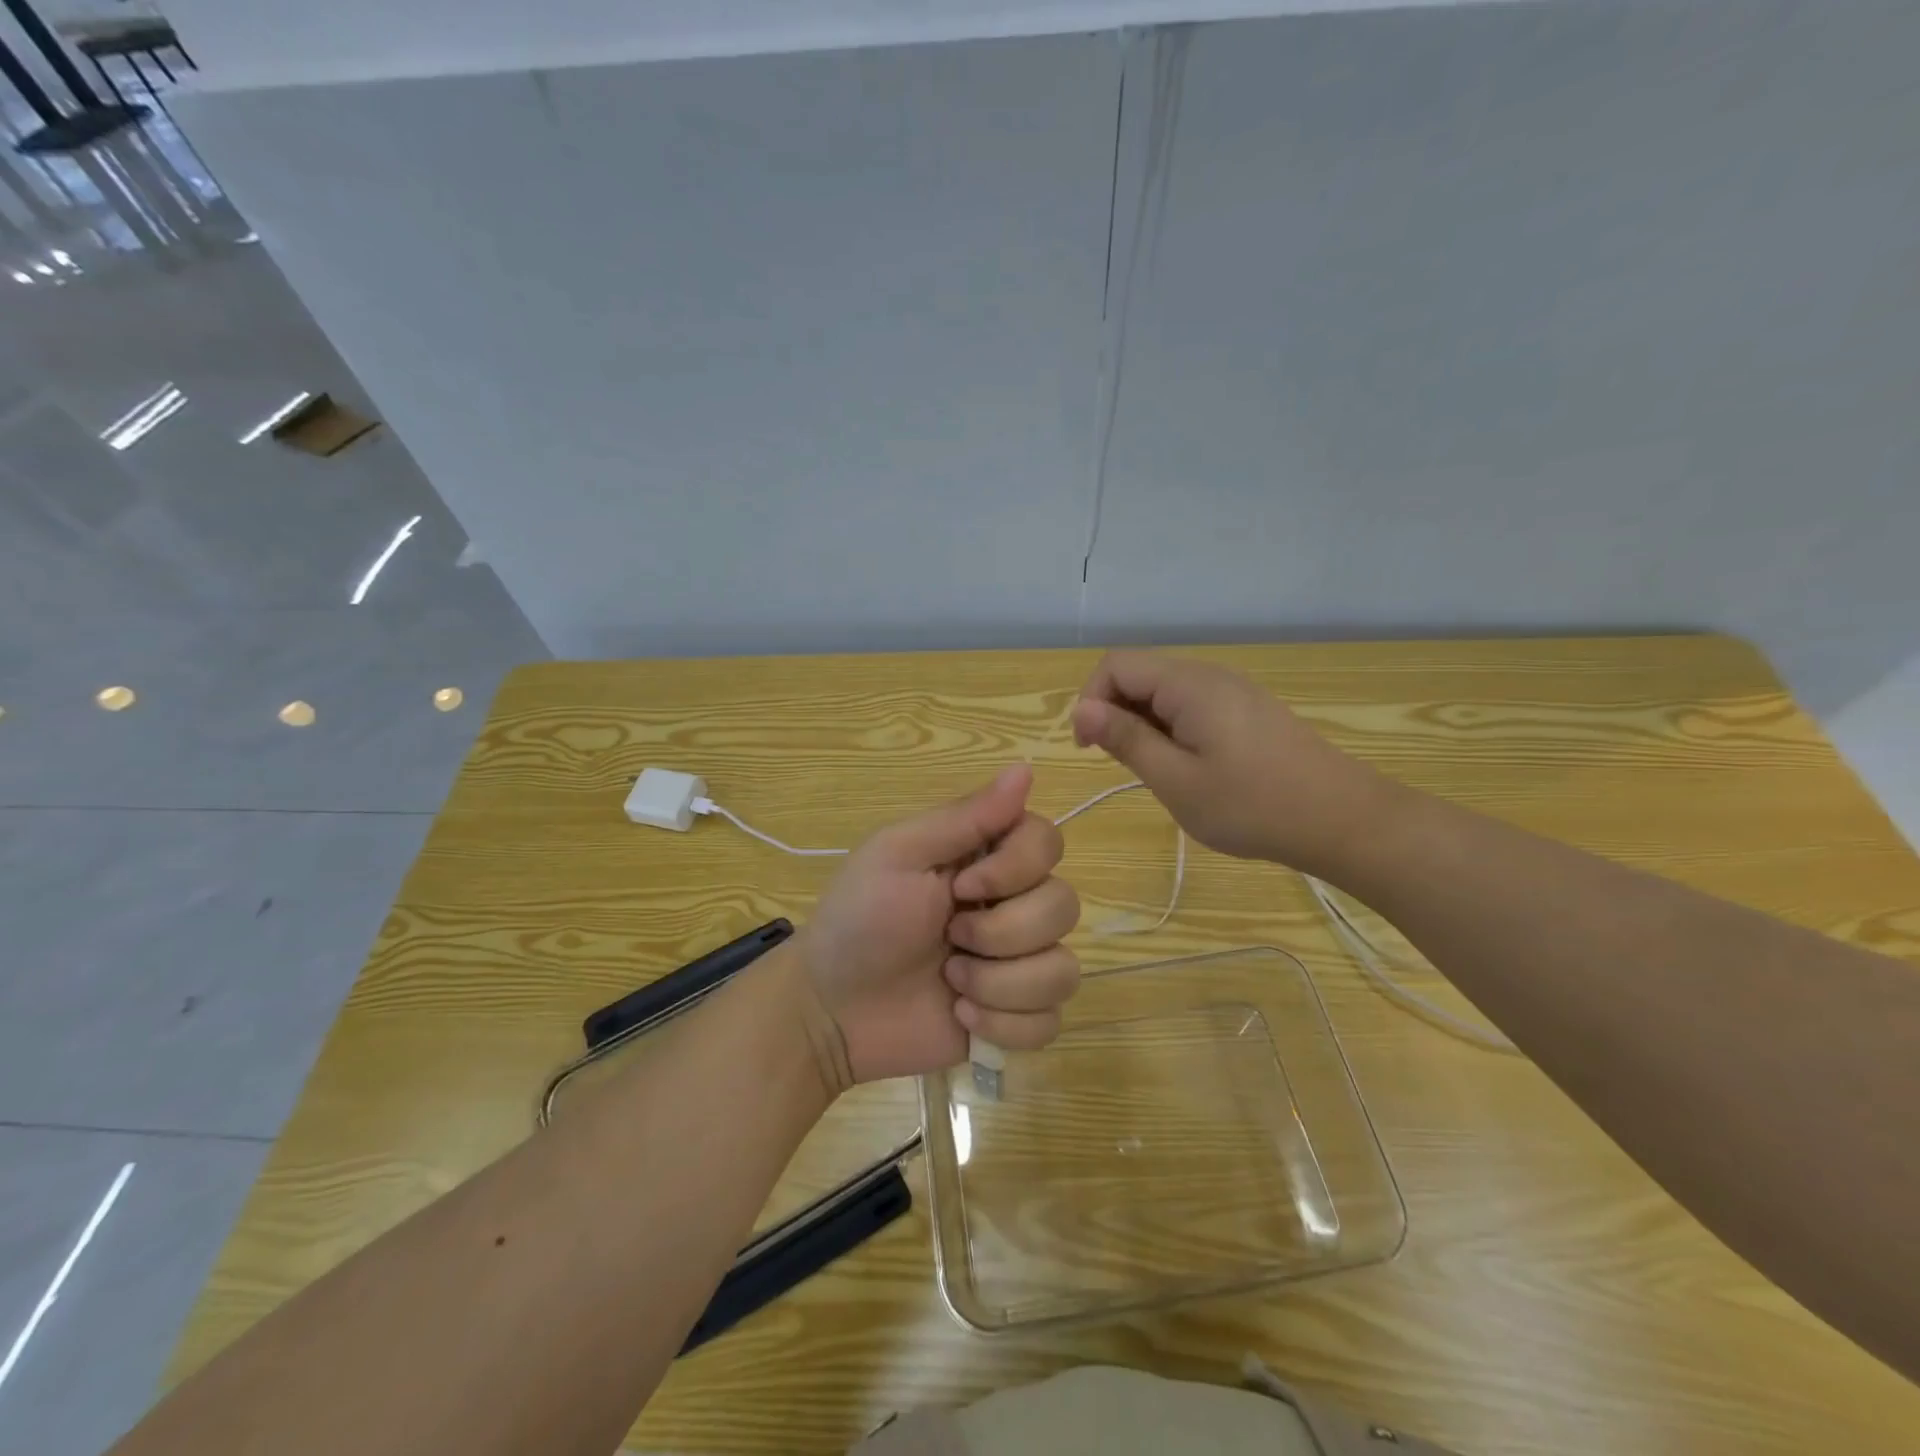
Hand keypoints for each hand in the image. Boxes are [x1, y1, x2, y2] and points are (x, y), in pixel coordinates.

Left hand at [797, 764, 1080, 1087]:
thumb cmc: (859, 918)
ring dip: (999, 983)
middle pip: (1064, 906)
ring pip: (1063, 969)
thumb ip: (965, 816)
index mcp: (987, 859)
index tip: (963, 886)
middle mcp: (1013, 904)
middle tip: (948, 937)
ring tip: (951, 983)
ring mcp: (1019, 964)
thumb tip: (1026, 767)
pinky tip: (961, 1016)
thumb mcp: (900, 854)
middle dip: (1001, 933)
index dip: (1018, 868)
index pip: (1049, 842)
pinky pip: (1050, 1021)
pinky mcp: (1017, 1018)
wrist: (832, 1008)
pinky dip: (1004, 1024)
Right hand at [1070, 650, 1398, 874]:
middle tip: (1126, 766)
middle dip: (1116, 713)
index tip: (1090, 749)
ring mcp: (1233, 691)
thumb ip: (1126, 739)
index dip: (1090, 700)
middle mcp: (1209, 675)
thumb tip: (1083, 709)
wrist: (1342, 820)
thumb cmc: (1251, 805)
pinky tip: (1190, 768)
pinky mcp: (1247, 710)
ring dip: (1143, 724)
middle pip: (1139, 675)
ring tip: (1158, 772)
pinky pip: (1191, 706)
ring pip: (1164, 692)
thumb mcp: (1176, 780)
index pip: (1115, 665)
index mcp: (1188, 684)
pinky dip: (1172, 729)